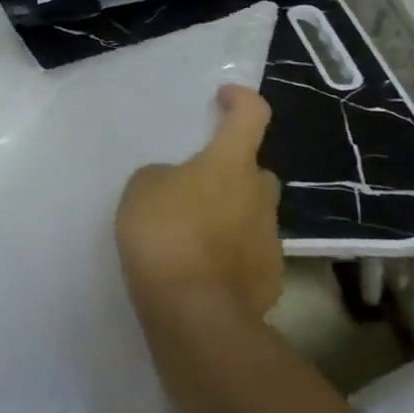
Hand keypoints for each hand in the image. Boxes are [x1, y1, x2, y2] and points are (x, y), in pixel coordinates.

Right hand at [117, 85, 281, 316]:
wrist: (195, 313)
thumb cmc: (165, 234)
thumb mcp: (143, 188)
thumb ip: (164, 177)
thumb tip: (178, 186)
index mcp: (231, 163)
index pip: (252, 114)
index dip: (240, 99)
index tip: (223, 99)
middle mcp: (259, 194)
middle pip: (254, 171)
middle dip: (232, 173)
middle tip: (198, 187)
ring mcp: (270, 239)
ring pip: (253, 214)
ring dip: (231, 217)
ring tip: (195, 237)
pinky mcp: (270, 279)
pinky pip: (251, 254)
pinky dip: (233, 256)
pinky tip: (206, 271)